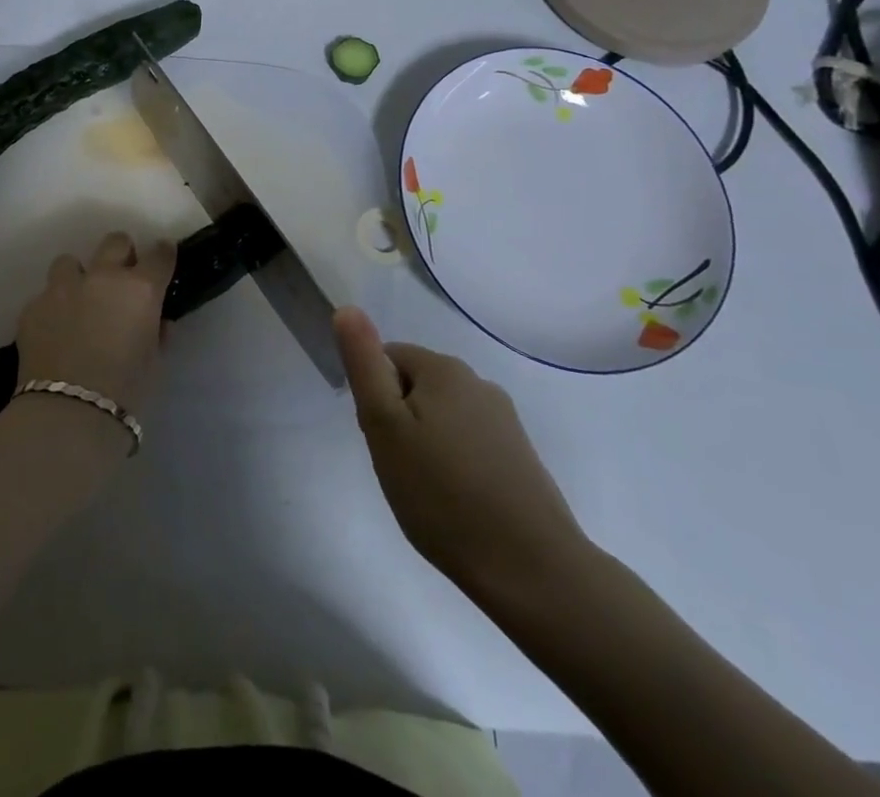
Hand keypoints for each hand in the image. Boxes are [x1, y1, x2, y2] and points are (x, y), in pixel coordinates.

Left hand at [16, 232, 174, 414]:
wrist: (68, 413)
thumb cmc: (126, 393)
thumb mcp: (154, 363)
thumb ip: (155, 332)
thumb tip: (154, 320)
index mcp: (140, 289)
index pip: (160, 255)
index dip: (163, 255)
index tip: (163, 259)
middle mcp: (102, 278)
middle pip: (115, 242)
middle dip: (121, 254)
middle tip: (120, 278)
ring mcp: (63, 288)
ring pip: (70, 262)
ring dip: (77, 276)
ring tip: (77, 302)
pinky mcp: (33, 306)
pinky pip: (45, 296)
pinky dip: (52, 309)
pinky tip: (53, 333)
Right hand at [335, 306, 588, 603]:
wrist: (532, 570)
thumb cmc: (442, 494)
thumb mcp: (384, 425)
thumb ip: (363, 364)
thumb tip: (347, 308)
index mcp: (443, 368)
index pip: (387, 359)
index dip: (374, 399)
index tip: (380, 441)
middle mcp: (478, 382)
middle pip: (415, 386)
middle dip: (400, 420)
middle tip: (399, 468)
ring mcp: (505, 420)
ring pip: (442, 417)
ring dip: (427, 443)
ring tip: (427, 491)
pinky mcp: (521, 456)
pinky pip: (470, 444)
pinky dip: (455, 465)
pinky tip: (457, 503)